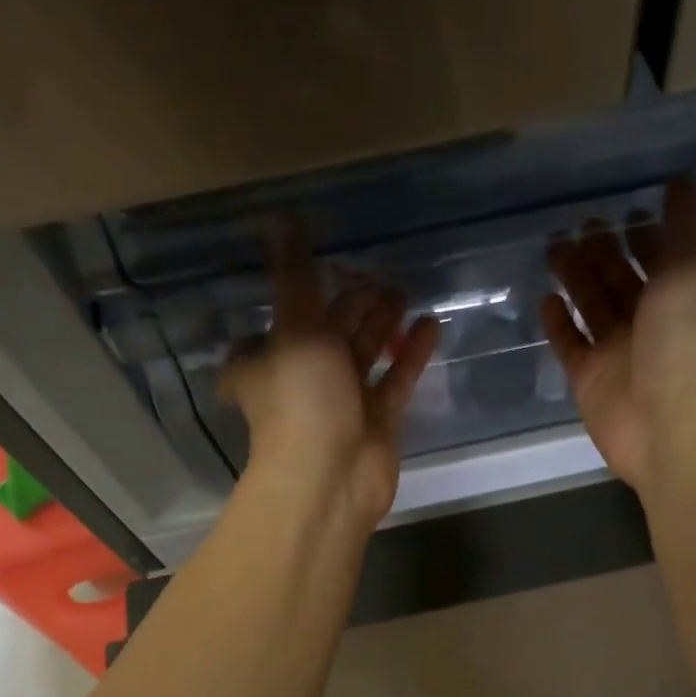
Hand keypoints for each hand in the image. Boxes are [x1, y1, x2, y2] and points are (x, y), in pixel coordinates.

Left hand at [220, 221, 438, 527]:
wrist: (331, 478)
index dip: (288, 301)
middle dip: (349, 305)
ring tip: (404, 291)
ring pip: (363, 355)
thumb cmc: (300, 399)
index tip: (312, 269)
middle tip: (377, 274)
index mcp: (264, 361)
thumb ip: (295, 276)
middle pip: (326, 334)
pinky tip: (431, 323)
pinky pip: (395, 380)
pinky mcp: (378, 421)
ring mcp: (342, 402)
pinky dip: (410, 354)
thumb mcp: (294, 328)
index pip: (270, 327)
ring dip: (381, 324)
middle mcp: (300, 380)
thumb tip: (283, 218)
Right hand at [542, 176, 695, 493]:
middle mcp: (650, 323)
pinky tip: (546, 300)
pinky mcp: (589, 379)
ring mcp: (617, 353)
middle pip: (620, 280)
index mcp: (681, 296)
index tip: (621, 210)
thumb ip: (685, 227)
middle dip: (601, 251)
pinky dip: (559, 323)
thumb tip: (680, 182)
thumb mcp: (693, 270)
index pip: (660, 258)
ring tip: (553, 248)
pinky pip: (570, 345)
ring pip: (592, 307)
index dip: (643, 235)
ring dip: (575, 278)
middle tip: (576, 224)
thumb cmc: (684, 341)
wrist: (667, 422)